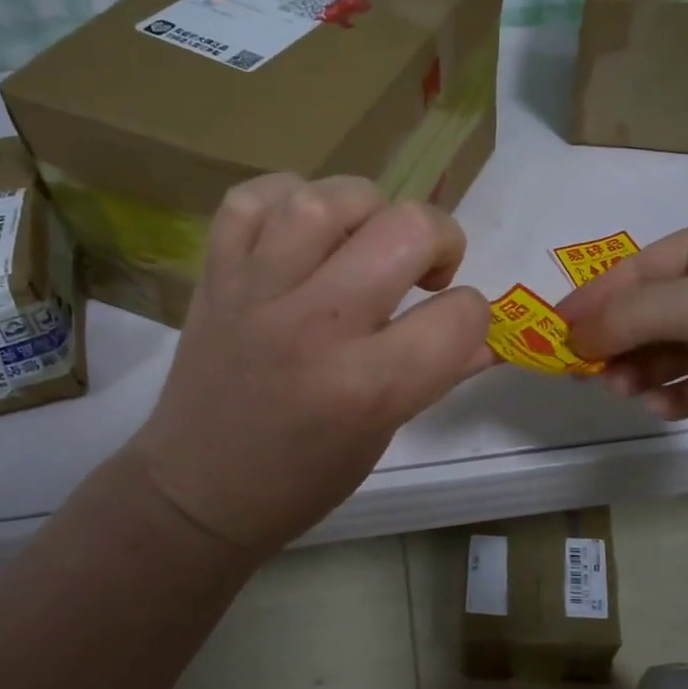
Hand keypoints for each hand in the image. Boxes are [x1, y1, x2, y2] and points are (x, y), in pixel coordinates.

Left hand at [128, 174, 494, 553]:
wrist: (197, 490)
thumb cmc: (302, 478)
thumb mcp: (384, 433)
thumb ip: (441, 373)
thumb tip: (490, 334)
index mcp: (367, 386)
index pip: (459, 315)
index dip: (472, 316)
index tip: (450, 327)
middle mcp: (314, 327)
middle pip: (405, 229)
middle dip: (438, 239)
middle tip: (423, 270)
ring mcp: (256, 292)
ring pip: (326, 199)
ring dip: (367, 209)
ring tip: (364, 241)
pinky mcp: (215, 275)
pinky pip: (253, 199)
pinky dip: (287, 199)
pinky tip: (302, 232)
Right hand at [558, 214, 687, 463]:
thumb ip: (629, 315)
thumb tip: (572, 335)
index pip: (640, 267)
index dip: (595, 299)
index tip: (554, 332)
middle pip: (652, 310)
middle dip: (619, 341)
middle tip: (588, 373)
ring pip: (671, 349)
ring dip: (642, 370)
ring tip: (625, 393)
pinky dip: (675, 394)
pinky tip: (662, 408)